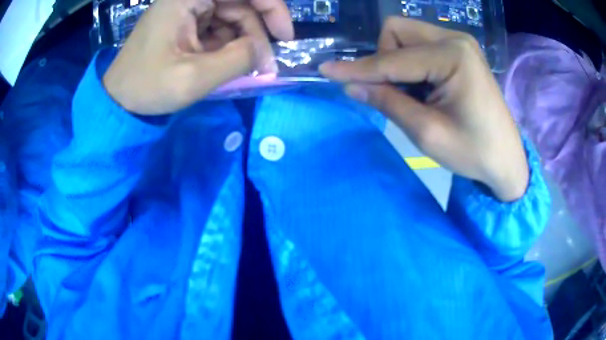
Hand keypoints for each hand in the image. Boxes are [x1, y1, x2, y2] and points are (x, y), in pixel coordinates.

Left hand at [102, 0, 293, 114]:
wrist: (118, 100)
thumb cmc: (146, 88)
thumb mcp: (193, 79)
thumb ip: (236, 60)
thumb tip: (263, 51)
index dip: (272, 7)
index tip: (284, 36)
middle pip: (238, 4)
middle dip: (256, 33)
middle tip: (264, 64)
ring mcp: (186, 9)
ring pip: (231, 17)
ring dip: (242, 42)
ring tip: (244, 69)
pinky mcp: (185, 23)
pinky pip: (217, 27)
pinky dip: (227, 45)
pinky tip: (226, 63)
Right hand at [320, 18, 527, 201]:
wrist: (506, 159)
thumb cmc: (474, 152)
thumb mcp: (428, 133)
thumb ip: (388, 103)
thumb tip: (351, 86)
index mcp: (453, 56)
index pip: (393, 59)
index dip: (358, 68)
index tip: (326, 71)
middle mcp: (455, 38)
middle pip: (396, 31)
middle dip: (383, 59)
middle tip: (393, 93)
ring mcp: (459, 42)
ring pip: (406, 35)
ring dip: (396, 62)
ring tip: (412, 94)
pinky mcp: (460, 50)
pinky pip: (420, 45)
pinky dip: (411, 63)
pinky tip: (423, 87)